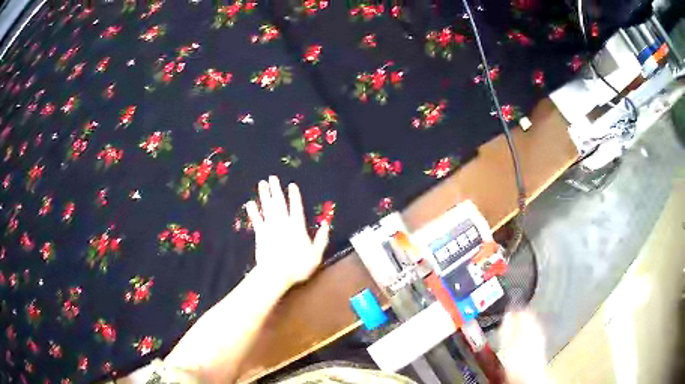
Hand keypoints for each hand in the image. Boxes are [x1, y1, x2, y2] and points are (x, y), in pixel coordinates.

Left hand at [246, 176, 329, 288]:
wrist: (276, 273)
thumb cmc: (298, 266)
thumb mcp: (316, 254)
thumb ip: (321, 239)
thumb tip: (326, 225)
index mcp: (297, 227)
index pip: (296, 207)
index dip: (294, 195)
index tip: (291, 185)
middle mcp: (283, 223)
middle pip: (279, 203)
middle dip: (276, 189)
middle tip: (272, 177)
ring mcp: (270, 227)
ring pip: (267, 207)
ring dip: (264, 195)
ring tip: (261, 183)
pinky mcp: (260, 234)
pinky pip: (256, 219)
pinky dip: (253, 211)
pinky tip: (250, 203)